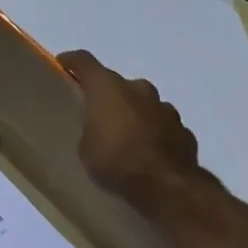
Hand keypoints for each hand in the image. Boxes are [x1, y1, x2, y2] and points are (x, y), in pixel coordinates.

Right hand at [58, 49, 205, 198]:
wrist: (165, 186)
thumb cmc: (114, 160)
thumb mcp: (85, 146)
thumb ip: (91, 128)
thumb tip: (100, 128)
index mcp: (107, 88)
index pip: (84, 61)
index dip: (72, 61)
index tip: (63, 65)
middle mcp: (138, 89)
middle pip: (118, 83)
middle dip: (108, 95)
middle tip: (97, 113)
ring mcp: (165, 108)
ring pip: (144, 103)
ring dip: (134, 113)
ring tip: (124, 136)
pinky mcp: (184, 130)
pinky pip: (162, 125)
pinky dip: (153, 132)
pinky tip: (147, 151)